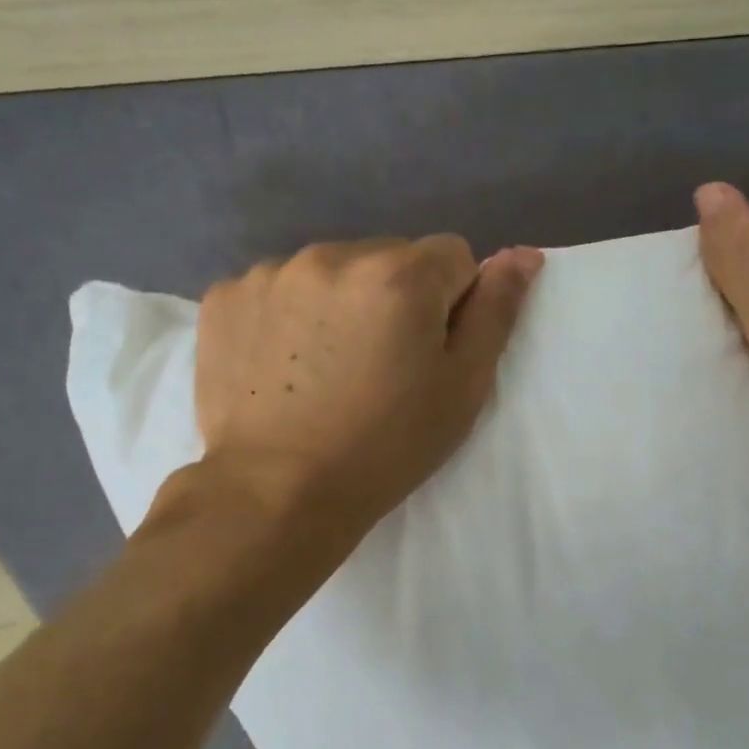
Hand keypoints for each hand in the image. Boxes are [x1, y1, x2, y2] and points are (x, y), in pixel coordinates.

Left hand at [189, 236, 543, 532]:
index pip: (452, 255)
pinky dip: (290, 316)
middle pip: (390, 258)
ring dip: (343, 303)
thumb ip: (496, 312)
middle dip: (397, 297)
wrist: (276, 493)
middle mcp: (334, 255)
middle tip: (381, 367)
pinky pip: (279, 289)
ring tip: (330, 370)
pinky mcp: (225, 297)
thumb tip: (523, 254)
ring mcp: (271, 272)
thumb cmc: (386, 447)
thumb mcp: (462, 388)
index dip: (452, 303)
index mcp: (400, 275)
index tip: (430, 353)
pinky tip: (285, 367)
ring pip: (333, 272)